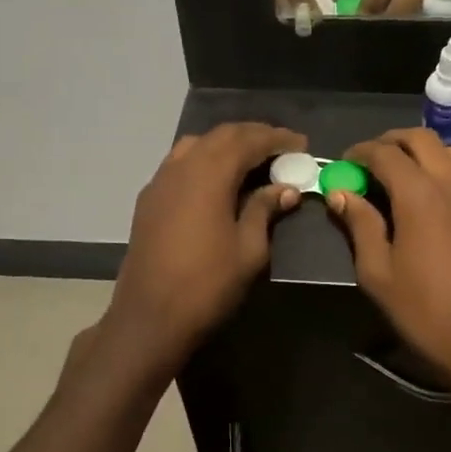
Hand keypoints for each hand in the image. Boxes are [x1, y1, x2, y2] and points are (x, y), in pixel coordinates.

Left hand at [106, 122, 307, 371]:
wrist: (150, 316)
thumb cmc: (207, 284)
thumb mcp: (249, 249)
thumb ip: (265, 210)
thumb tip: (286, 189)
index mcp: (210, 174)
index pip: (248, 140)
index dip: (277, 138)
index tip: (301, 143)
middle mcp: (182, 166)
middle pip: (221, 135)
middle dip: (253, 135)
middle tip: (281, 147)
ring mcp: (160, 181)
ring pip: (196, 144)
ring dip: (226, 144)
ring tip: (251, 158)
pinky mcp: (149, 199)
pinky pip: (179, 162)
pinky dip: (204, 159)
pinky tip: (217, 179)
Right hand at [326, 129, 450, 395]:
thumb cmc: (423, 311)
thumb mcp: (377, 272)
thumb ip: (360, 225)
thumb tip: (341, 193)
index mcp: (420, 196)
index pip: (386, 154)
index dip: (361, 152)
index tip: (346, 163)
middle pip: (423, 139)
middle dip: (393, 141)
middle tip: (373, 160)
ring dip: (426, 150)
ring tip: (408, 170)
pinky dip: (450, 168)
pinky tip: (438, 193)